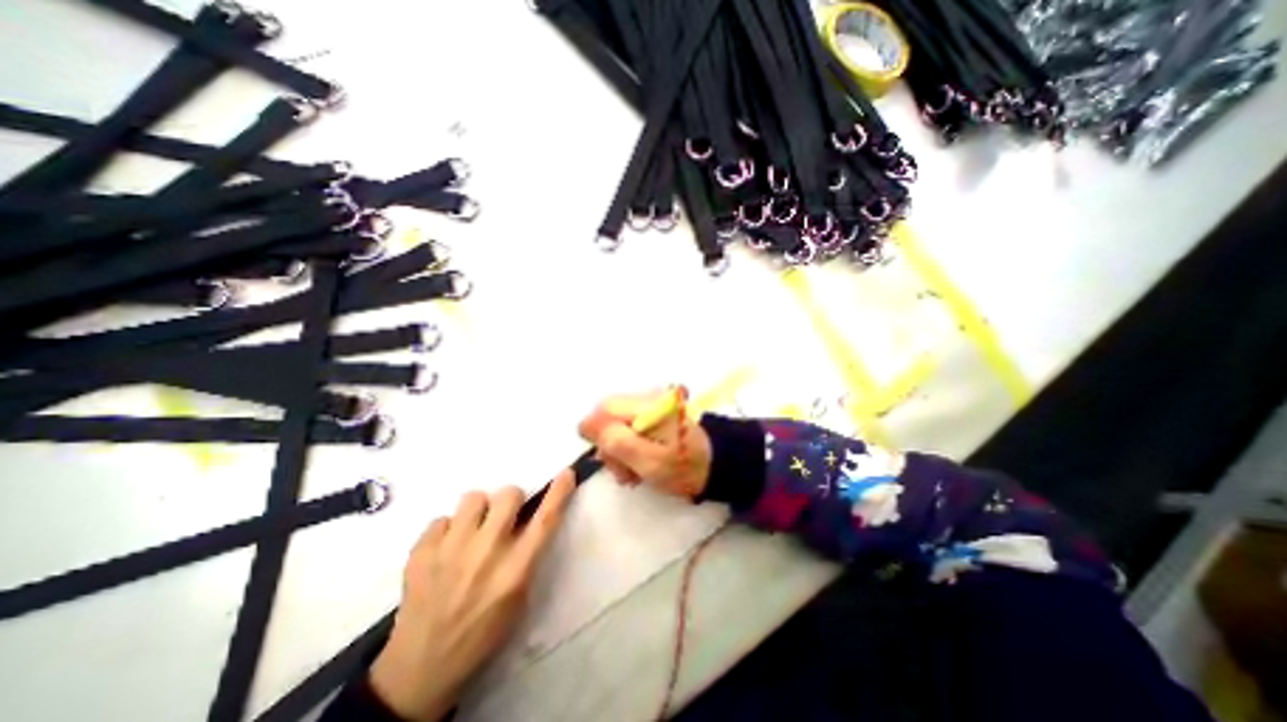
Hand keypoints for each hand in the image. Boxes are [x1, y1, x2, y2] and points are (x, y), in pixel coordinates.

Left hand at [369, 472, 576, 717]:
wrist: (420, 668)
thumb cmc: (482, 635)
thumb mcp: (518, 599)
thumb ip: (526, 556)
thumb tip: (528, 520)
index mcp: (515, 570)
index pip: (545, 521)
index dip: (559, 493)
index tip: (566, 473)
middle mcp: (486, 553)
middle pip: (508, 494)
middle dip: (510, 501)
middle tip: (502, 519)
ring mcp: (450, 550)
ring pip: (474, 497)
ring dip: (478, 511)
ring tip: (470, 533)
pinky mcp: (421, 552)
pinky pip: (442, 518)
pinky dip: (447, 530)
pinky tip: (443, 553)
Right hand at [582, 390, 713, 502]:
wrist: (713, 466)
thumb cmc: (683, 466)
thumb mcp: (648, 460)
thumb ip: (616, 441)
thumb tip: (585, 424)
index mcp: (646, 404)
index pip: (603, 410)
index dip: (598, 435)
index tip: (609, 459)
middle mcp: (645, 398)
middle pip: (607, 416)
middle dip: (610, 446)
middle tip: (624, 471)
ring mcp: (649, 406)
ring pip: (615, 424)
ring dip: (618, 450)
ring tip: (633, 472)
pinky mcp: (652, 415)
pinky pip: (627, 427)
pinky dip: (628, 448)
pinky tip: (638, 463)